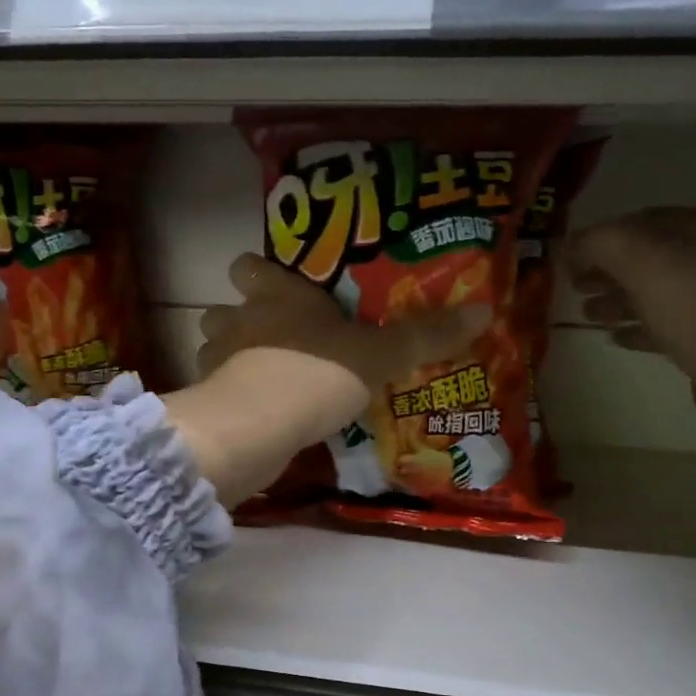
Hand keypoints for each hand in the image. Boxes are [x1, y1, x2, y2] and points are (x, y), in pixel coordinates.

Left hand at [163, 255, 489, 506]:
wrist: (256, 429)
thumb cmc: (315, 373)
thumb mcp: (380, 355)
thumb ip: (425, 336)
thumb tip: (483, 310)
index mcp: (275, 295)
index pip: (248, 266)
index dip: (258, 272)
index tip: (278, 284)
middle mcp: (239, 322)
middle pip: (221, 309)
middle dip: (238, 319)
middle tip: (271, 335)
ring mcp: (218, 363)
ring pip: (214, 351)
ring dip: (232, 358)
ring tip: (265, 375)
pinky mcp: (212, 403)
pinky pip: (222, 392)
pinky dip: (236, 398)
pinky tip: (261, 412)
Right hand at [569, 210, 695, 460]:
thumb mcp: (643, 261)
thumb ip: (600, 243)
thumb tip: (569, 244)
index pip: (641, 221)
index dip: (601, 236)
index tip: (567, 257)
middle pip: (645, 258)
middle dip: (606, 270)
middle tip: (571, 286)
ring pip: (652, 293)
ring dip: (616, 300)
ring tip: (585, 315)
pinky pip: (663, 327)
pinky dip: (636, 328)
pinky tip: (613, 339)